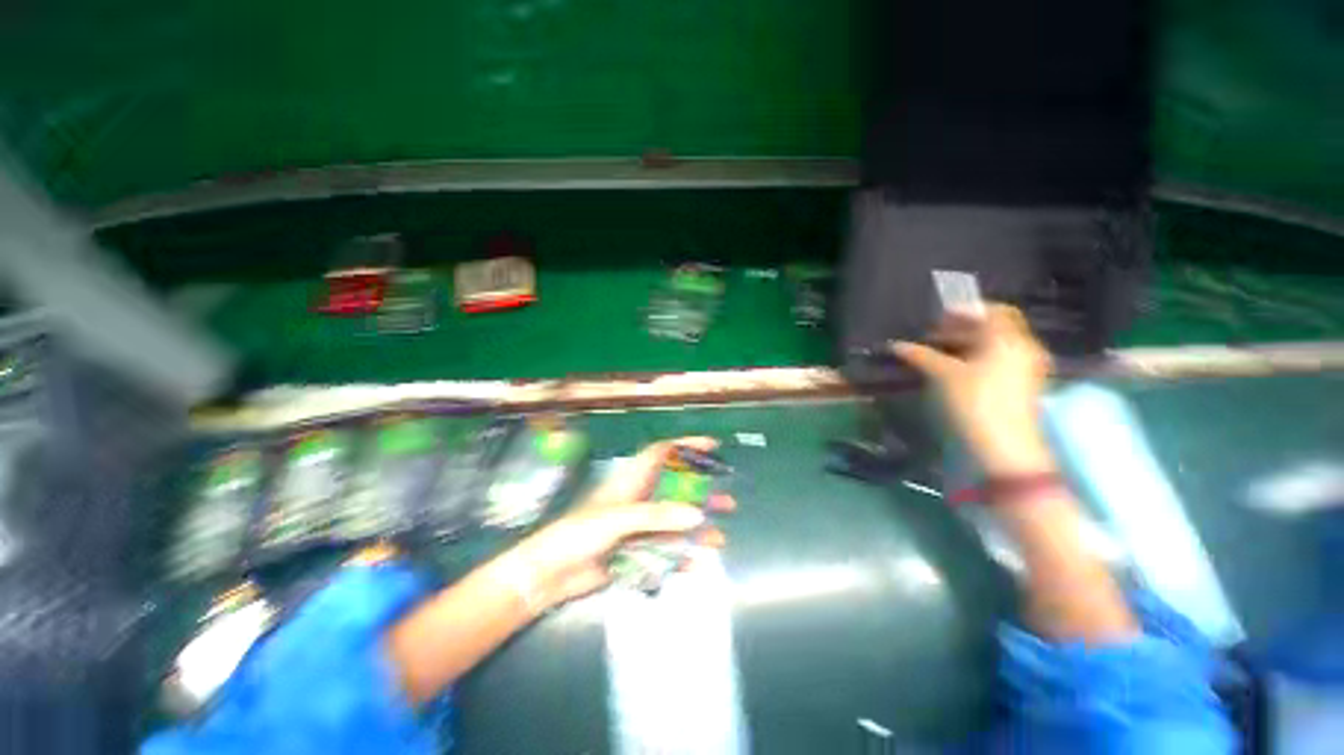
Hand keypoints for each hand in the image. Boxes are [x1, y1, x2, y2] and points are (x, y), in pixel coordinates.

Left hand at [510, 437, 725, 606]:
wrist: (549, 575)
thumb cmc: (579, 533)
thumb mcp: (618, 518)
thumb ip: (656, 516)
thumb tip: (697, 515)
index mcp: (632, 481)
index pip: (663, 453)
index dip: (686, 446)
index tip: (712, 447)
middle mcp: (639, 499)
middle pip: (676, 490)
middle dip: (702, 494)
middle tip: (726, 502)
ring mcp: (638, 526)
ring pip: (674, 522)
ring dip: (696, 529)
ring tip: (720, 537)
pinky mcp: (635, 551)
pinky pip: (664, 550)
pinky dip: (679, 555)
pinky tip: (695, 564)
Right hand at [892, 304, 1055, 476]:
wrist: (1003, 449)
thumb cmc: (974, 402)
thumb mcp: (943, 375)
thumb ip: (921, 355)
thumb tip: (895, 345)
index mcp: (1009, 339)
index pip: (994, 311)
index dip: (965, 312)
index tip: (937, 319)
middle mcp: (1023, 349)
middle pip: (995, 329)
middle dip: (962, 329)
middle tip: (931, 335)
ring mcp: (1025, 370)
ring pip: (995, 347)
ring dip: (967, 345)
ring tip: (936, 353)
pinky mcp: (1021, 388)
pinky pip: (998, 363)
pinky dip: (976, 360)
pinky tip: (953, 370)